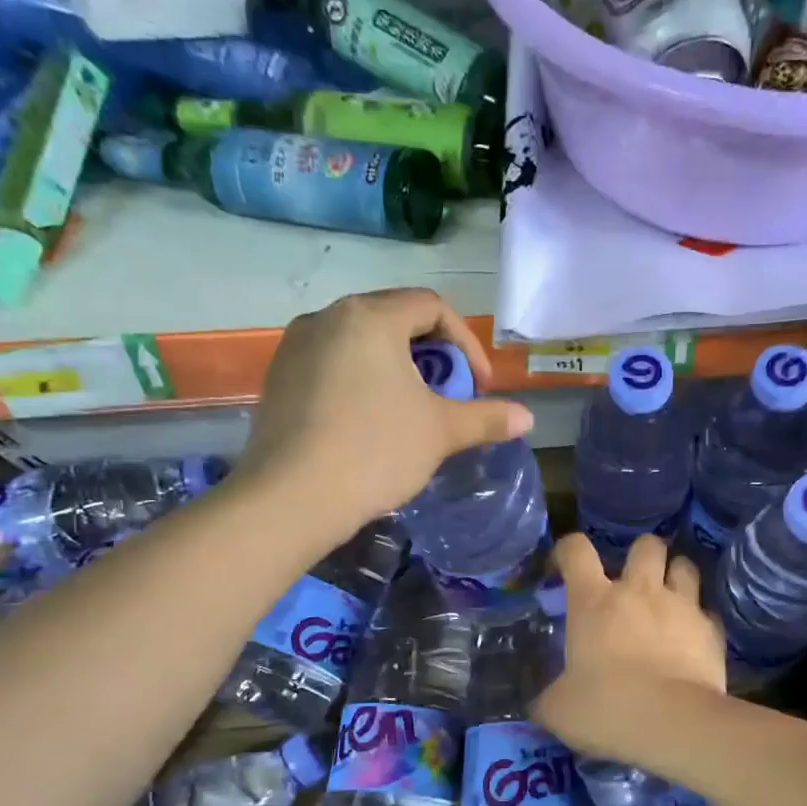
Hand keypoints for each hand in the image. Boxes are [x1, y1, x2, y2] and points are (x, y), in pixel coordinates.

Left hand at [233, 289, 533, 535]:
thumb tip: (527, 418)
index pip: (432, 307)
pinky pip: (332, 364)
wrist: (291, 499)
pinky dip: (361, 381)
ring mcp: (295, 347)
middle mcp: (328, 318)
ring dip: (396, 369)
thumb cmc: (375, 451)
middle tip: (448, 397)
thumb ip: (487, 418)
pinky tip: (368, 423)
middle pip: (395, 320)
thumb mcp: (441, 432)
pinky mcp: (278, 378)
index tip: (478, 386)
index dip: (466, 344)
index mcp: (369, 317)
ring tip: (411, 410)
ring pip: (361, 342)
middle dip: (432, 356)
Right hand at [536, 533, 726, 749]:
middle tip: (634, 581)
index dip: (568, 550)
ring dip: (675, 576)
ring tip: (669, 598)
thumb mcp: (560, 710)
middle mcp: (639, 591)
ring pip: (684, 566)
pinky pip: (707, 612)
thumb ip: (549, 698)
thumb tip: (540, 704)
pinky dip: (699, 621)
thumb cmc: (607, 708)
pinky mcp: (712, 630)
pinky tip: (692, 640)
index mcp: (594, 601)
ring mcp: (681, 606)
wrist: (674, 724)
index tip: (565, 566)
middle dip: (641, 555)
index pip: (576, 550)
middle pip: (646, 545)